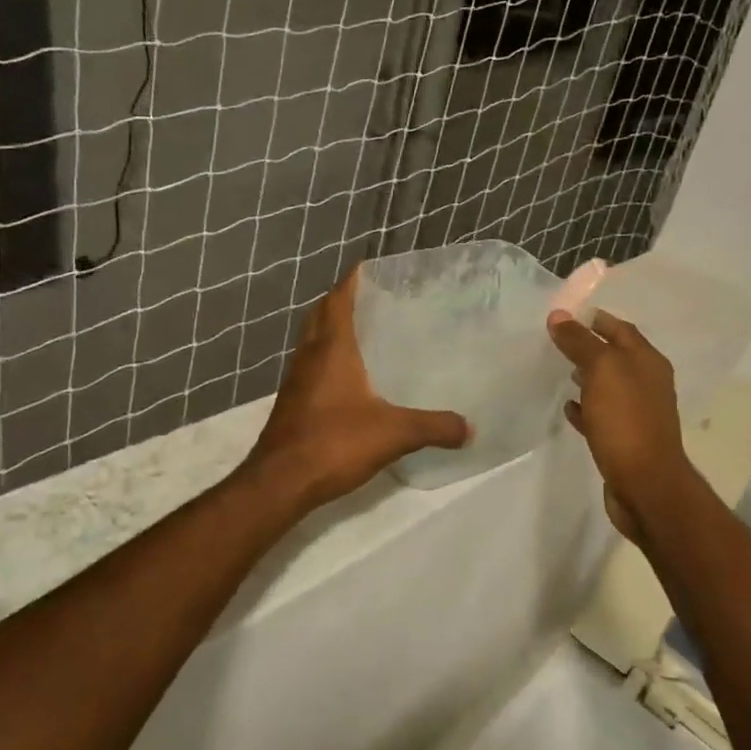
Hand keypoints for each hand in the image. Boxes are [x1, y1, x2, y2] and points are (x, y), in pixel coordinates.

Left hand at [243, 269, 470, 509]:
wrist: (280, 482)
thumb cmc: (334, 443)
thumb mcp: (394, 433)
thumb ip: (434, 426)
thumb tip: (469, 428)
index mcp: (331, 349)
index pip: (338, 299)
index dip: (352, 280)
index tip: (372, 267)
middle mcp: (309, 356)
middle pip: (321, 314)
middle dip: (342, 300)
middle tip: (374, 297)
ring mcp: (296, 380)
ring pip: (313, 340)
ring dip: (332, 329)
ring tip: (366, 331)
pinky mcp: (293, 403)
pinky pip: (311, 366)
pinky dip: (328, 358)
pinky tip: (350, 377)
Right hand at [547, 308, 698, 542]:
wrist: (645, 484)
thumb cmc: (626, 420)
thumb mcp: (602, 371)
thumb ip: (580, 342)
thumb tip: (559, 316)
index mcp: (648, 362)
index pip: (621, 329)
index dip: (596, 320)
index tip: (566, 316)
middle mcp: (648, 384)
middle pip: (616, 357)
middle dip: (590, 348)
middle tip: (558, 342)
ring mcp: (638, 414)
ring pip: (609, 387)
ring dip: (588, 377)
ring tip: (561, 372)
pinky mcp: (625, 440)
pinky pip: (602, 416)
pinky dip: (586, 409)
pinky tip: (568, 409)